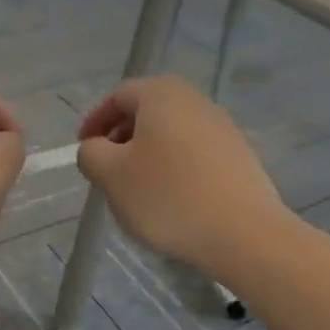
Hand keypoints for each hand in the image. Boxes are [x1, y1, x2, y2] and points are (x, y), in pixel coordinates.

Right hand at [78, 75, 290, 278]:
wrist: (244, 234)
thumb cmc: (168, 197)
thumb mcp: (111, 175)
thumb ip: (91, 153)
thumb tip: (96, 147)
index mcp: (161, 95)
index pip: (118, 96)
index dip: (95, 121)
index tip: (85, 150)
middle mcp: (195, 100)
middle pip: (147, 111)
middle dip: (122, 137)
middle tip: (108, 168)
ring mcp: (222, 127)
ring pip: (171, 132)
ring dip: (148, 153)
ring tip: (137, 188)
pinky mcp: (239, 155)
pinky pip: (194, 152)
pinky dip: (174, 166)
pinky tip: (171, 198)